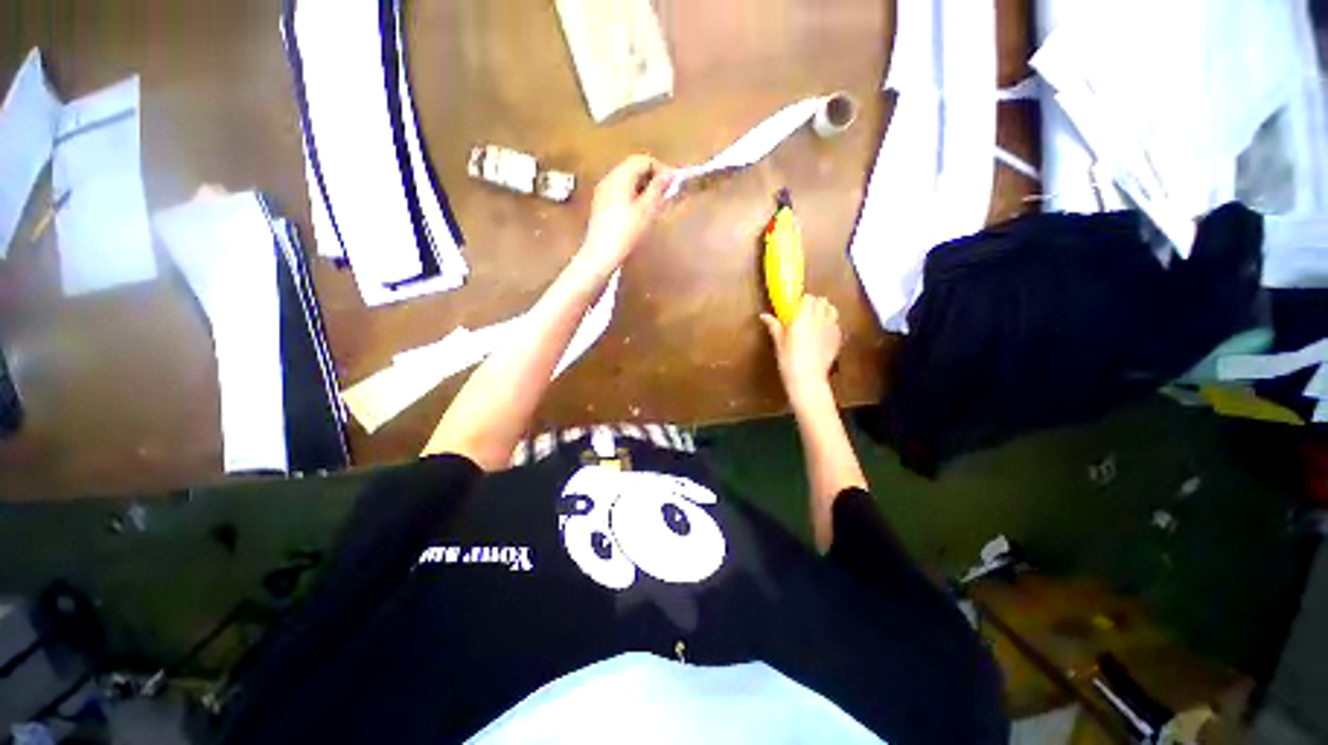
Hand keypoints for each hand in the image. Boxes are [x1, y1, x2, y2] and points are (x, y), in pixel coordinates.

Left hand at [579, 155, 673, 275]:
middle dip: (651, 178)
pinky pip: (620, 192)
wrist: (601, 254)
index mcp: (620, 176)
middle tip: (665, 196)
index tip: (672, 185)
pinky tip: (639, 213)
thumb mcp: (646, 210)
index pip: (643, 160)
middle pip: (633, 168)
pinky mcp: (601, 204)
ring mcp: (603, 191)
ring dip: (643, 188)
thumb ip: (658, 189)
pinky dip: (633, 196)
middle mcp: (609, 178)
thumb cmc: (626, 232)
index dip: (660, 169)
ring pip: (626, 180)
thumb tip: (669, 174)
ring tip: (655, 206)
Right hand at [761, 295, 841, 399]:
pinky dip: (831, 323)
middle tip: (805, 312)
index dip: (802, 300)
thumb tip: (764, 316)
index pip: (807, 298)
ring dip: (825, 310)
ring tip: (817, 319)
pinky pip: (836, 324)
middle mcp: (819, 318)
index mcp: (803, 316)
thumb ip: (774, 326)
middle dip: (814, 303)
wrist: (808, 378)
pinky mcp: (838, 338)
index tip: (796, 306)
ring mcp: (831, 328)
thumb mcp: (779, 342)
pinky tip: (823, 333)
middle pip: (822, 301)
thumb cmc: (789, 360)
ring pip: (832, 309)